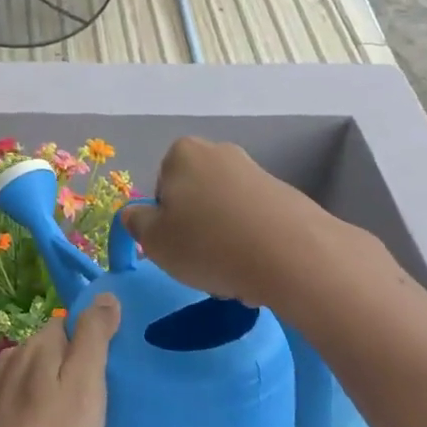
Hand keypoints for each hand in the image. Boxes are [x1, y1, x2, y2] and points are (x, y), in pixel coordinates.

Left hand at [0, 297, 119, 426]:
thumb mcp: (85, 386)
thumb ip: (94, 337)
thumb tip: (106, 295)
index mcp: (36, 345)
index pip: (69, 324)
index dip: (92, 343)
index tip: (110, 375)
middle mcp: (13, 358)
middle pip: (54, 349)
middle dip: (75, 366)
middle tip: (99, 402)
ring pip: (38, 376)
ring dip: (57, 390)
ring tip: (78, 423)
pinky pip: (25, 401)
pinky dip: (40, 411)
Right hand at [118, 137, 332, 306]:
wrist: (292, 256)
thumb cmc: (208, 244)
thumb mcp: (154, 241)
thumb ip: (136, 223)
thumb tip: (134, 214)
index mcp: (182, 153)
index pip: (161, 189)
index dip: (164, 222)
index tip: (174, 247)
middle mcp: (220, 152)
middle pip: (194, 198)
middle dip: (195, 229)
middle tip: (200, 262)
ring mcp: (256, 172)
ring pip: (225, 213)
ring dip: (223, 241)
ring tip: (232, 273)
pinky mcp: (286, 196)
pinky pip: (254, 223)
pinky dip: (251, 244)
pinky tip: (257, 269)